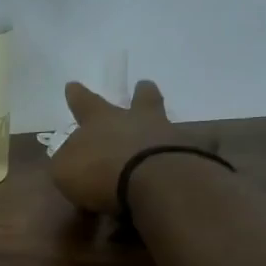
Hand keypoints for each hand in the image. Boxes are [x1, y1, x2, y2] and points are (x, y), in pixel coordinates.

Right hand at [51, 78, 192, 213]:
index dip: (77, 96)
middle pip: (140, 100)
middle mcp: (137, 121)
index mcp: (100, 121)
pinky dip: (198, 151)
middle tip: (144, 84)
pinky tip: (200, 158)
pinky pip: (198, 150)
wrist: (155, 182)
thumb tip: (70, 158)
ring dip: (165, 124)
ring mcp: (170, 135)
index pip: (84, 103)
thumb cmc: (101, 173)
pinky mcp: (195, 155)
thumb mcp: (65, 171)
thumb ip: (66, 162)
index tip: (73, 84)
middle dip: (140, 93)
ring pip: (169, 122)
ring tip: (170, 129)